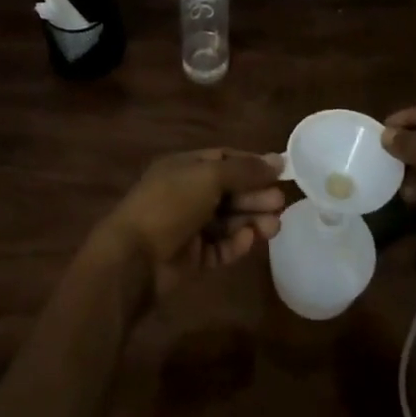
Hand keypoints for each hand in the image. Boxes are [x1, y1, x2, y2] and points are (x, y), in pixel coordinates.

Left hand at [86, 149, 284, 303]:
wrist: (135, 257)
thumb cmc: (170, 204)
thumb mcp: (209, 176)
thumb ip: (244, 170)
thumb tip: (277, 160)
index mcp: (184, 167)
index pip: (224, 159)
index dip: (251, 165)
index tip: (280, 172)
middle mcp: (187, 193)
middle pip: (229, 191)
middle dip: (255, 196)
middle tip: (280, 203)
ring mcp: (189, 226)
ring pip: (227, 220)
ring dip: (251, 220)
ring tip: (275, 226)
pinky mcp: (192, 256)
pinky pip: (219, 247)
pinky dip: (235, 243)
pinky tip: (250, 240)